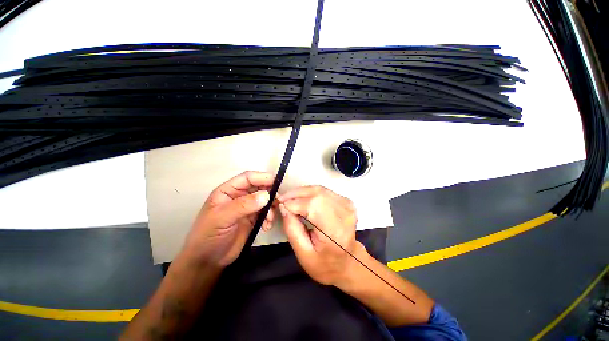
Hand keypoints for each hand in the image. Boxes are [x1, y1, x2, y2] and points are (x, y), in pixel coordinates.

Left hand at [181, 171, 275, 267]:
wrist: (208, 261)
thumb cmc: (208, 236)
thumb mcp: (222, 218)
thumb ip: (243, 205)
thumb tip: (266, 195)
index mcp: (228, 191)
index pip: (248, 178)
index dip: (262, 177)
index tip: (276, 182)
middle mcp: (239, 196)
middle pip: (259, 187)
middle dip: (270, 193)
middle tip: (278, 201)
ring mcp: (247, 208)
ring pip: (265, 200)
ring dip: (271, 207)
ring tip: (270, 219)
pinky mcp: (253, 219)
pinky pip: (266, 212)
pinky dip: (270, 217)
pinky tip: (266, 226)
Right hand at [278, 186, 363, 286]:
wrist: (348, 263)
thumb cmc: (325, 264)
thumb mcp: (303, 254)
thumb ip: (292, 229)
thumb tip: (283, 206)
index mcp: (334, 231)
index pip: (312, 206)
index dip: (294, 203)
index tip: (280, 204)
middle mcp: (344, 214)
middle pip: (316, 193)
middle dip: (296, 194)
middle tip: (283, 199)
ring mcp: (347, 206)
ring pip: (319, 189)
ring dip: (302, 192)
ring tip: (290, 199)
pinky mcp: (346, 202)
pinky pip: (324, 191)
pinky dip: (311, 192)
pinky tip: (303, 200)